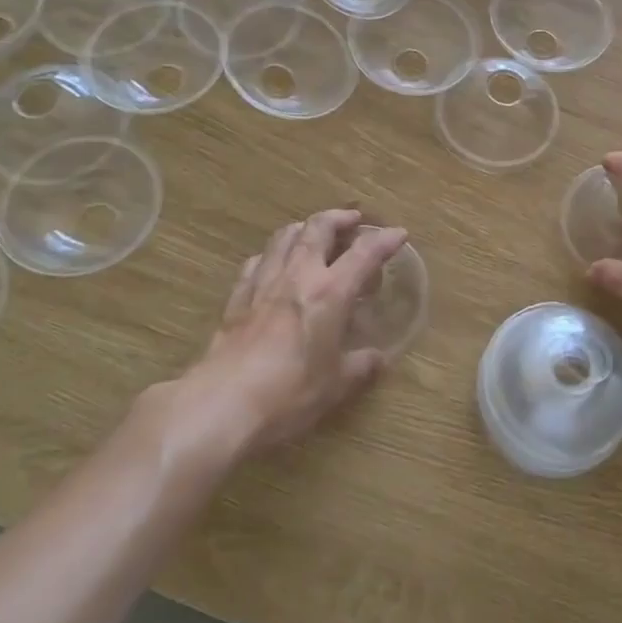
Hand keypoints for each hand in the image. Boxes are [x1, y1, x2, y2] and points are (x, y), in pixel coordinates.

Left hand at [180, 210, 407, 460]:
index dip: (384, 239)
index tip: (398, 233)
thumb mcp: (336, 385)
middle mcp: (297, 276)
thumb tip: (378, 359)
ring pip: (284, 236)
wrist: (223, 404)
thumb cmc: (289, 393)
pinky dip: (272, 255)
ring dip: (304, 228)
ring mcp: (263, 283)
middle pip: (318, 228)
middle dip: (339, 217)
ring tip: (314, 234)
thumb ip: (360, 366)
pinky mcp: (237, 298)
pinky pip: (257, 262)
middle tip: (353, 221)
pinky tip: (274, 265)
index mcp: (329, 292)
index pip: (364, 253)